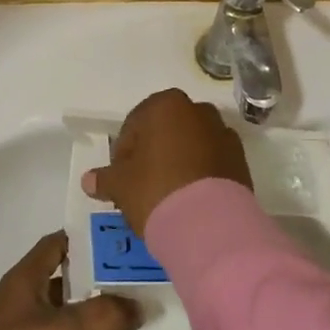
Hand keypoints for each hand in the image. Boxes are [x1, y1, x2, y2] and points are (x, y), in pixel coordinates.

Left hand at [0, 233, 140, 329]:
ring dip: (93, 324)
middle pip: (67, 283)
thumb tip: (139, 306)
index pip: (58, 243)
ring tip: (133, 324)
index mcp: (25, 279)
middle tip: (139, 285)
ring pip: (65, 322)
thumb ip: (105, 315)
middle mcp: (22, 302)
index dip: (88, 239)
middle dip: (100, 284)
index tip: (122, 241)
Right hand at [81, 87, 251, 238]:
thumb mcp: (120, 185)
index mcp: (166, 105)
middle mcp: (198, 111)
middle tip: (142, 185)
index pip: (135, 124)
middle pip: (166, 131)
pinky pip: (212, 162)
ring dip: (179, 162)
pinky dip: (201, 174)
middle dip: (154, 153)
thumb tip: (89, 180)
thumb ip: (104, 178)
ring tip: (168, 195)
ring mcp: (224, 134)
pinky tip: (190, 200)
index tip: (121, 177)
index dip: (124, 152)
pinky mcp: (240, 160)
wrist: (209, 224)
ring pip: (192, 145)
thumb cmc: (156, 190)